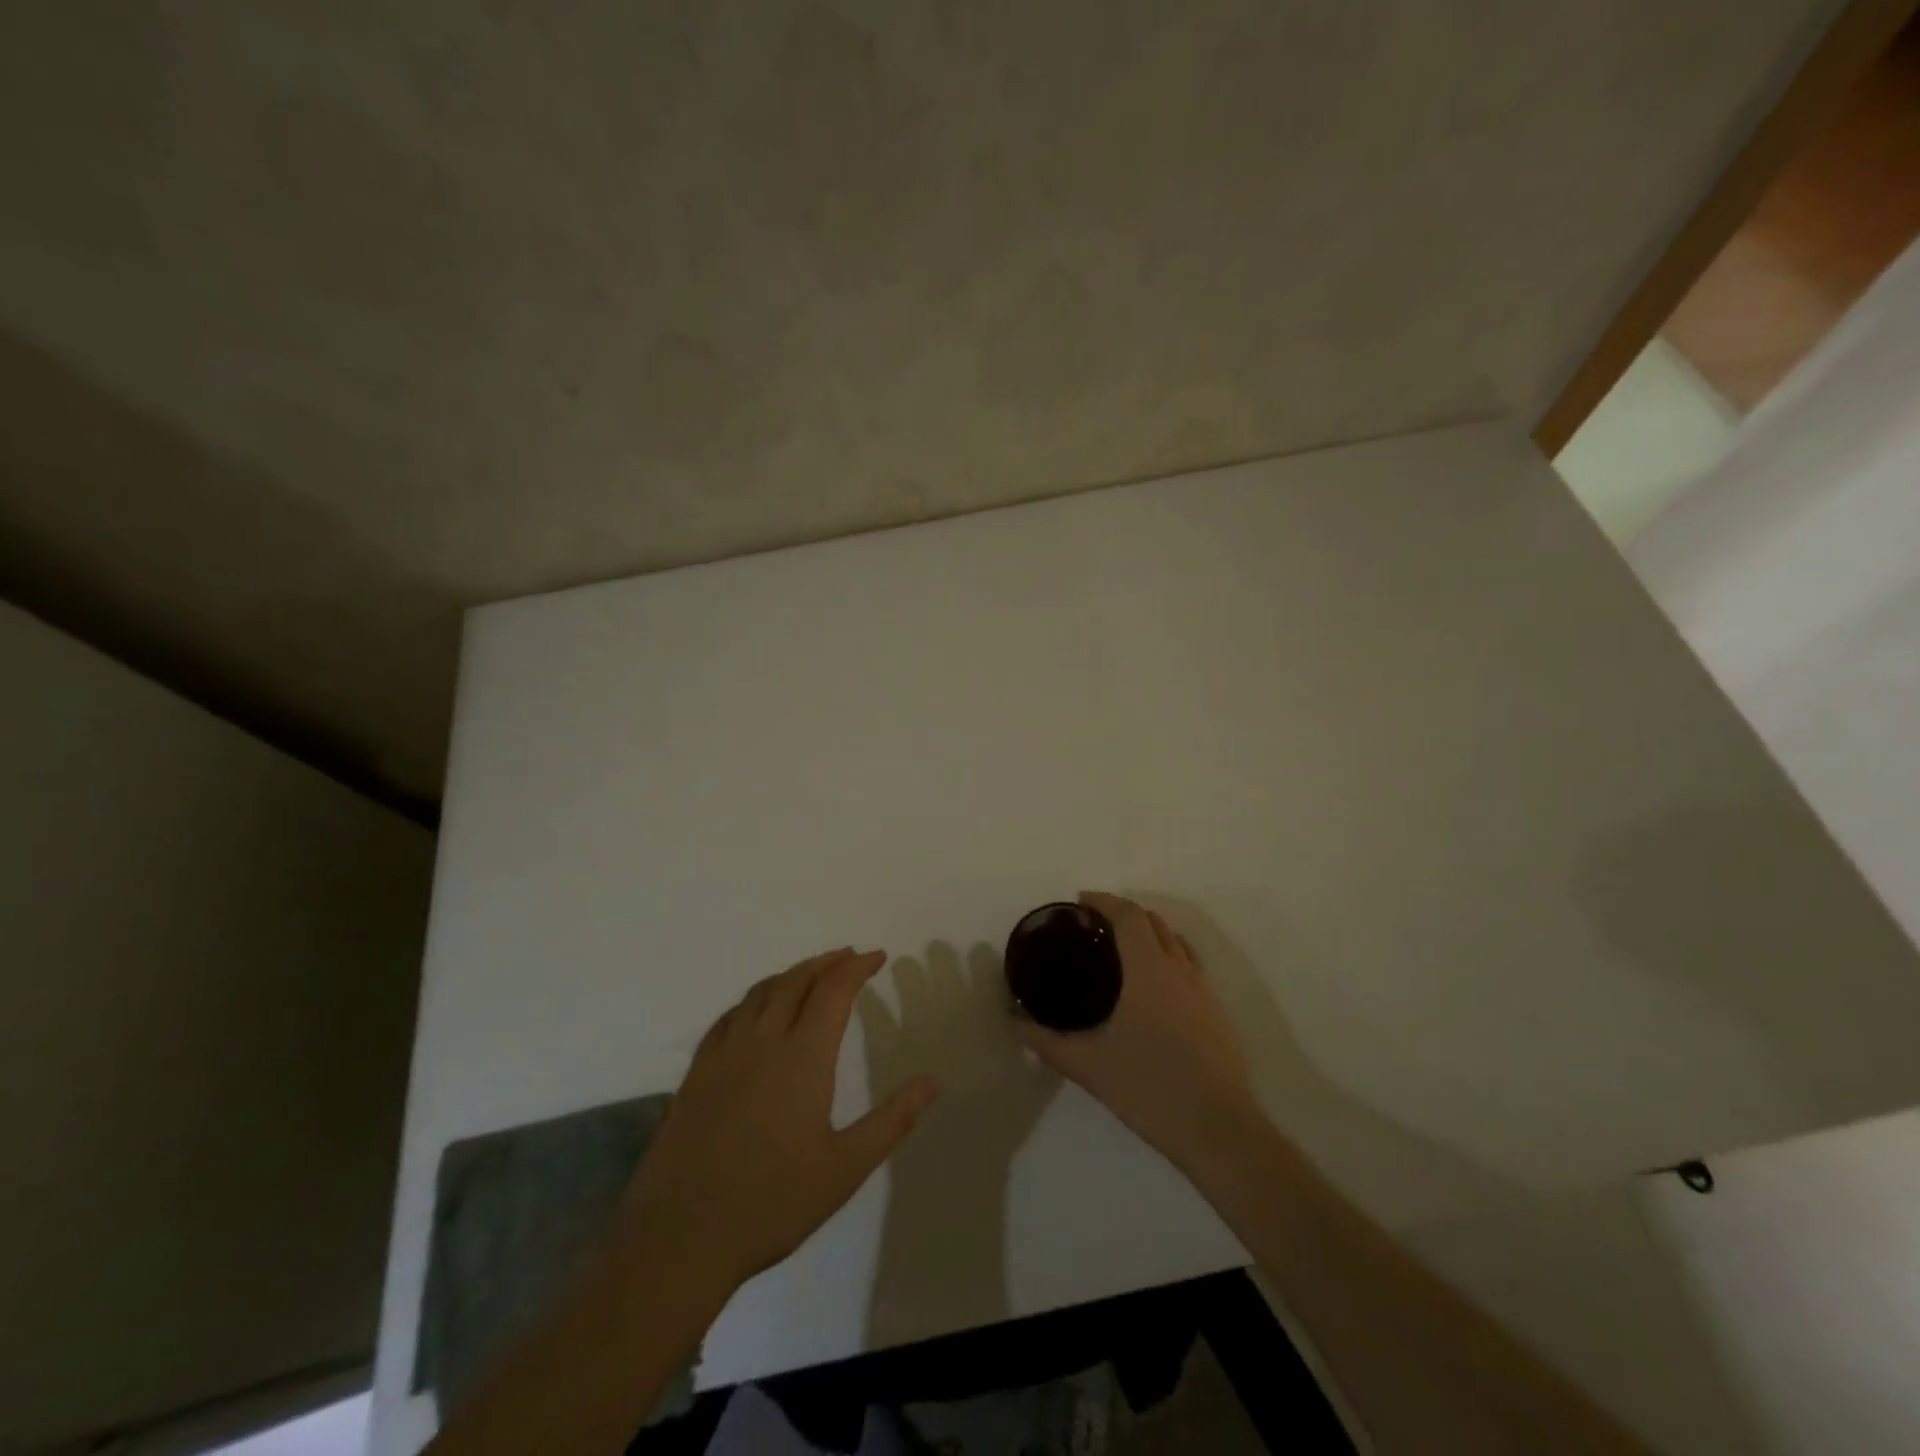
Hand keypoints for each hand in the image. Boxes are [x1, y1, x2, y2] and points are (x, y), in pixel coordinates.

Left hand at [619, 949, 940, 1297]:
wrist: (680, 1238)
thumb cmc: (773, 1203)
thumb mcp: (845, 1168)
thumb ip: (892, 1120)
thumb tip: (932, 1082)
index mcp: (803, 1057)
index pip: (834, 991)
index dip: (857, 968)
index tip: (877, 957)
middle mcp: (763, 1042)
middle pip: (796, 981)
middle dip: (826, 963)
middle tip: (849, 957)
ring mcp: (724, 1055)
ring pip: (760, 993)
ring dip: (790, 975)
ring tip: (810, 975)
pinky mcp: (696, 1074)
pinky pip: (728, 1017)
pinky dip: (753, 999)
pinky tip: (755, 1011)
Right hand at [1017, 892, 1260, 1177]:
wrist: (1220, 1130)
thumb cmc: (1151, 1088)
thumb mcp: (1090, 1066)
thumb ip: (1048, 1043)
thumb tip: (1017, 1024)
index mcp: (1149, 970)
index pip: (1128, 916)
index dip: (1104, 901)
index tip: (1080, 901)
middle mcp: (1179, 969)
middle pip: (1154, 921)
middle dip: (1124, 913)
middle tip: (1094, 925)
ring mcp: (1203, 990)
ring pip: (1175, 942)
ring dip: (1149, 932)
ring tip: (1122, 949)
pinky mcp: (1216, 1013)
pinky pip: (1189, 965)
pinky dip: (1167, 956)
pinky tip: (1152, 987)